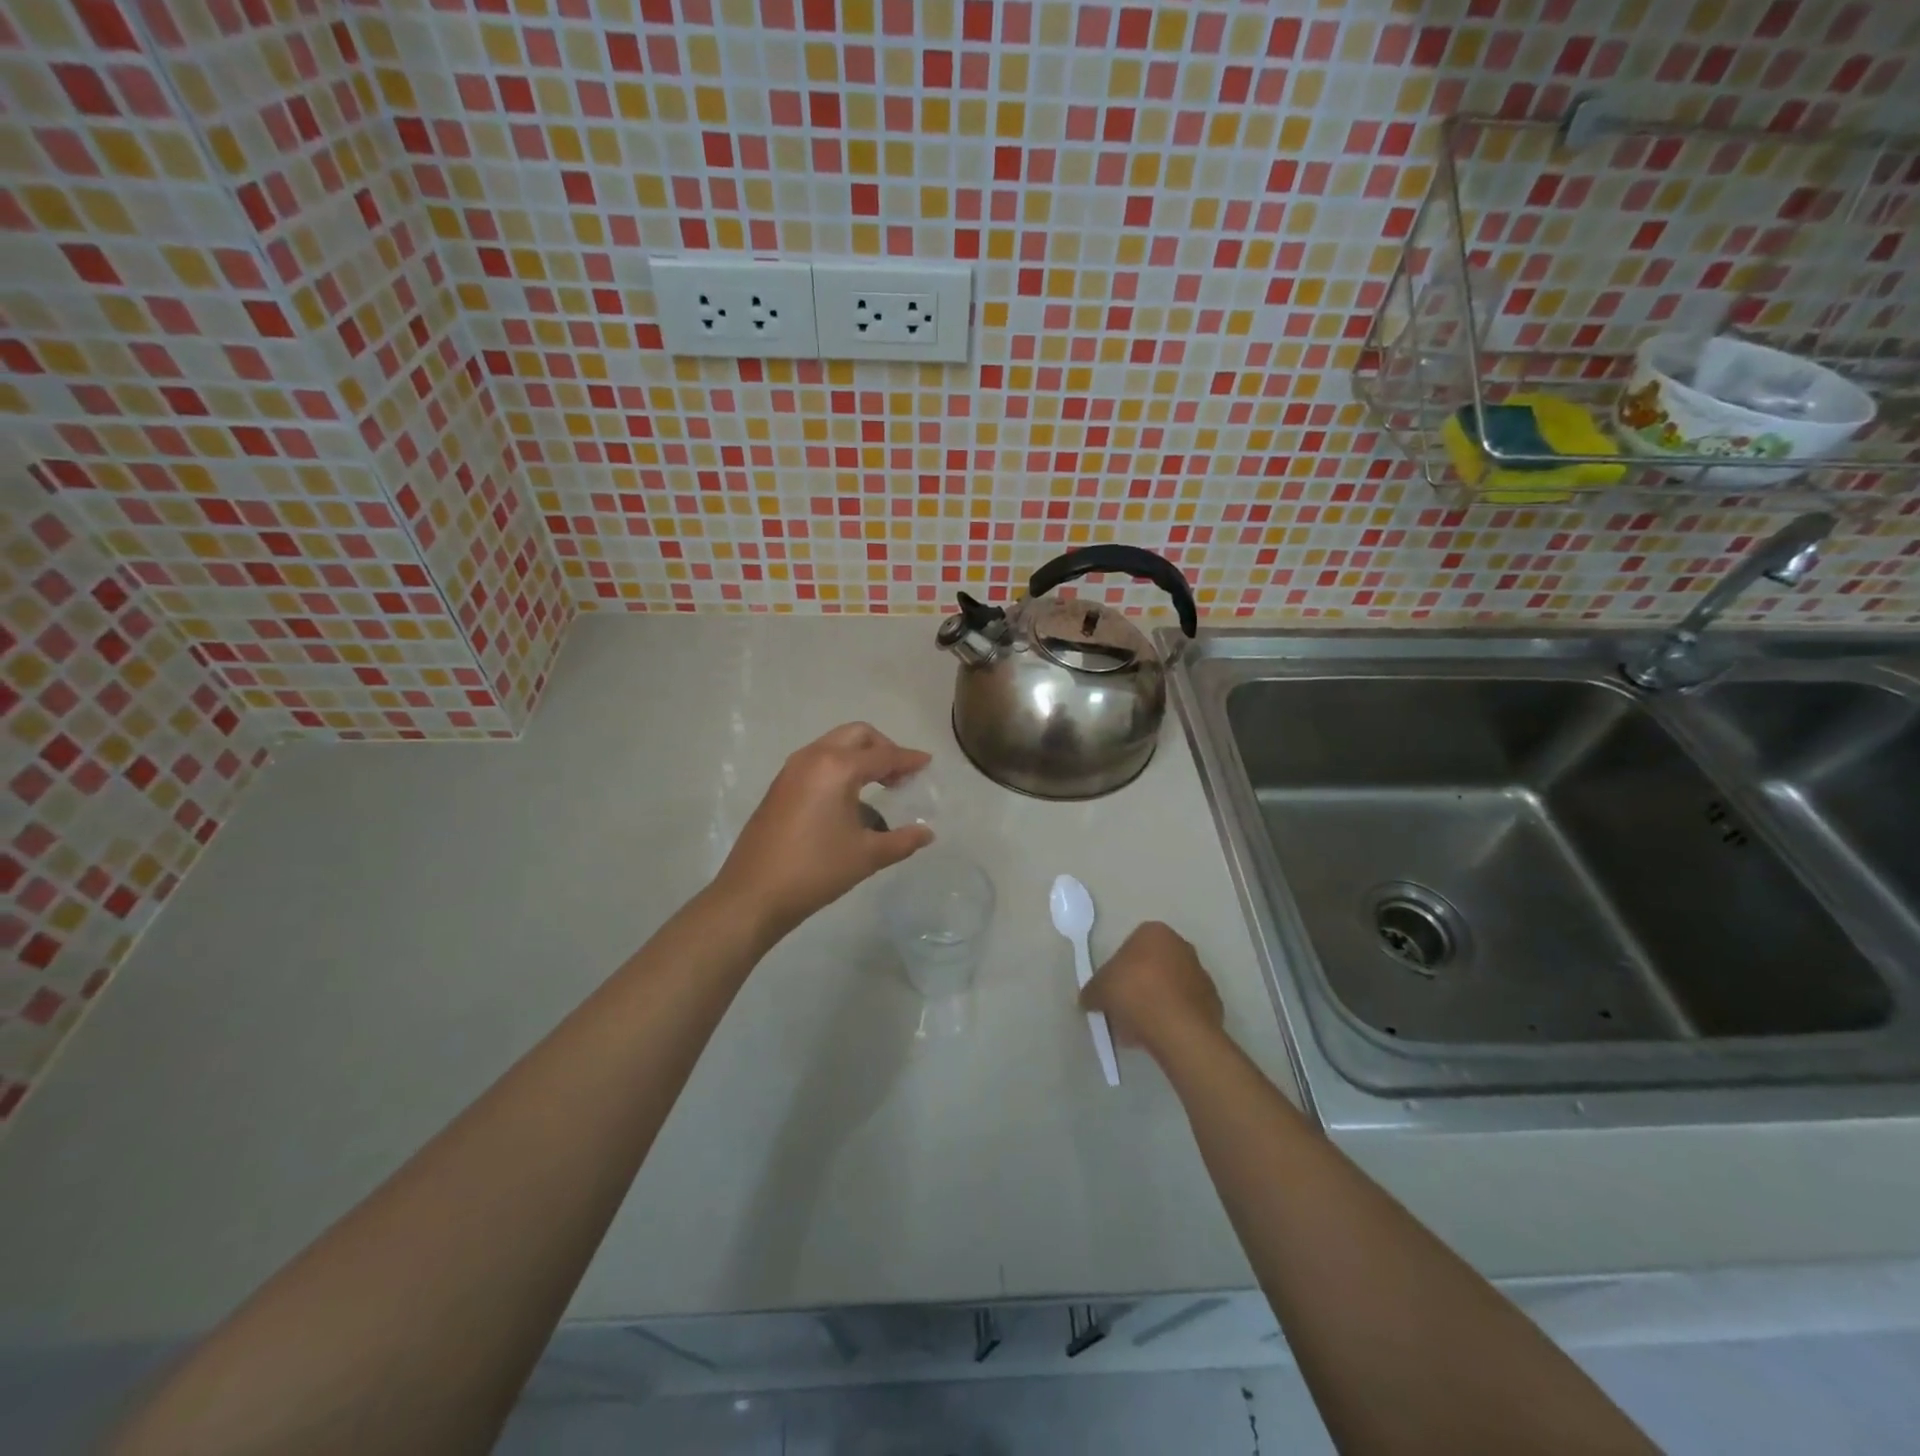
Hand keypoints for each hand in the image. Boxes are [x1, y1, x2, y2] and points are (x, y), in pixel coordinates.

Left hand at [716, 722, 933, 936]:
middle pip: (857, 735)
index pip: (883, 755)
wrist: (753, 894)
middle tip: (901, 774)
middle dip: (883, 748)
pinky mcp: (780, 786)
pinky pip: (818, 761)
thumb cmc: (816, 870)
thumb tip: (927, 833)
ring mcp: (792, 770)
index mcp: (837, 768)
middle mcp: (813, 758)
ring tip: (880, 786)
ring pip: (834, 745)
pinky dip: (840, 767)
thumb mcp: (867, 856)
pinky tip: (849, 799)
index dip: (908, 759)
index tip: (927, 763)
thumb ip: (902, 840)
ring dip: (860, 756)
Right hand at [1081, 921, 1224, 1059]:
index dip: (1118, 969)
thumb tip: (1089, 999)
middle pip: (1152, 966)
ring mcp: (1201, 974)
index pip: (1131, 946)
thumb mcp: (1099, 989)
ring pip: (1169, 988)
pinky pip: (1184, 1008)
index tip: (1112, 990)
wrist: (1177, 1028)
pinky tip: (1159, 1036)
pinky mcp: (1212, 1002)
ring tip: (1139, 1029)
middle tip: (1123, 1010)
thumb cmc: (1134, 993)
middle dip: (1138, 986)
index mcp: (1155, 932)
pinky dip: (1172, 1018)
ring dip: (1155, 1003)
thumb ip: (1092, 991)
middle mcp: (1182, 946)